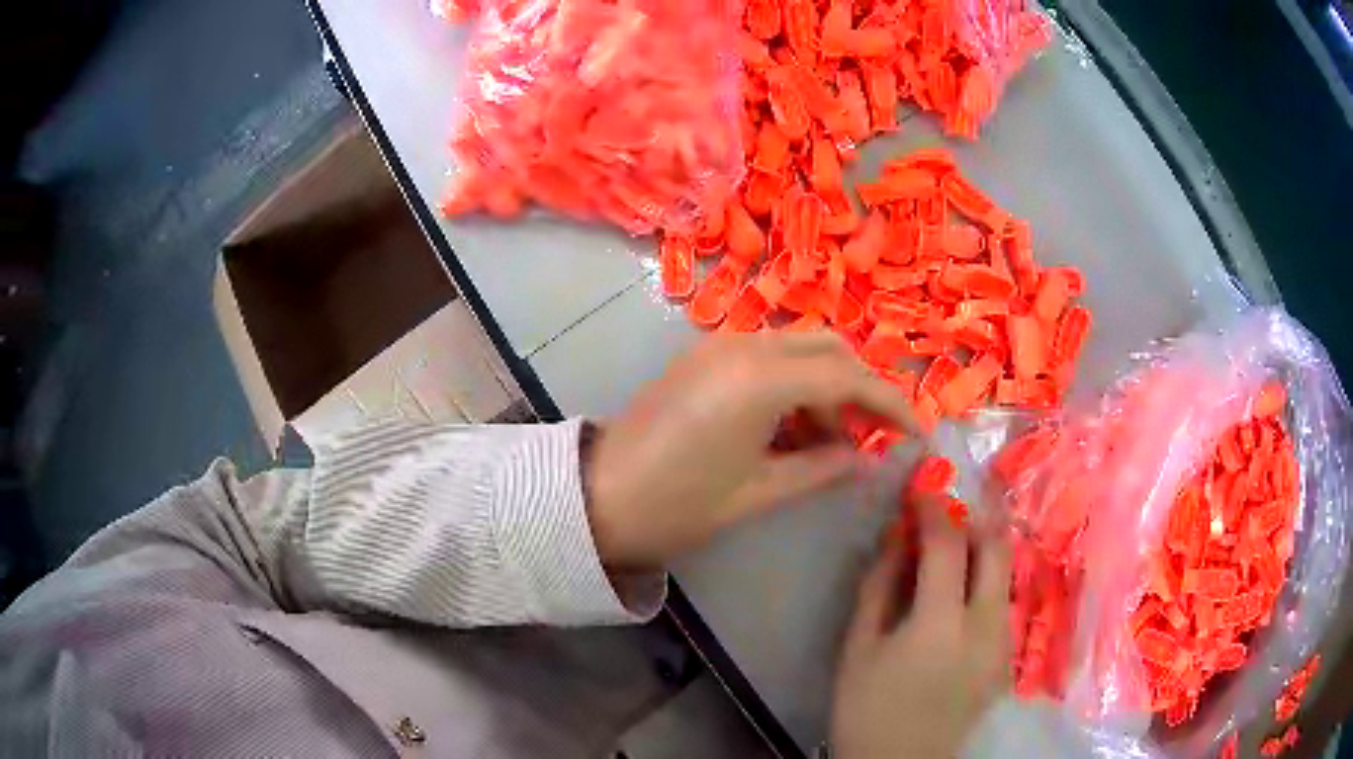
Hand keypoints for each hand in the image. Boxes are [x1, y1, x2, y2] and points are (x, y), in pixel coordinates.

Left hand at [584, 331, 918, 568]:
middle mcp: (742, 346)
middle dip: (860, 386)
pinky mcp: (703, 356)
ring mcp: (718, 345)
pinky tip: (795, 427)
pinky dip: (794, 383)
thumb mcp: (759, 493)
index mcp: (759, 380)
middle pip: (828, 347)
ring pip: (798, 347)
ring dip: (827, 384)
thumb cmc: (677, 506)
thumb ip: (821, 468)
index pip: (848, 377)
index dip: (889, 403)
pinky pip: (767, 356)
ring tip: (833, 442)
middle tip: (873, 435)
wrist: (596, 497)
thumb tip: (865, 457)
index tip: (915, 432)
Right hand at [831, 499, 1010, 758]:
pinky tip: (960, 597)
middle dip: (974, 519)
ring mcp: (1003, 643)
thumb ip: (878, 585)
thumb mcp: (858, 646)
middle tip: (946, 515)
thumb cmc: (866, 708)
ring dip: (983, 551)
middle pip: (996, 548)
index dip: (935, 509)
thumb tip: (895, 536)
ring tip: (952, 554)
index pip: (949, 544)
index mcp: (941, 624)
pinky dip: (985, 584)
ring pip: (1005, 574)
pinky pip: (1002, 604)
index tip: (921, 493)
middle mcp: (985, 626)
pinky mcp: (1007, 659)